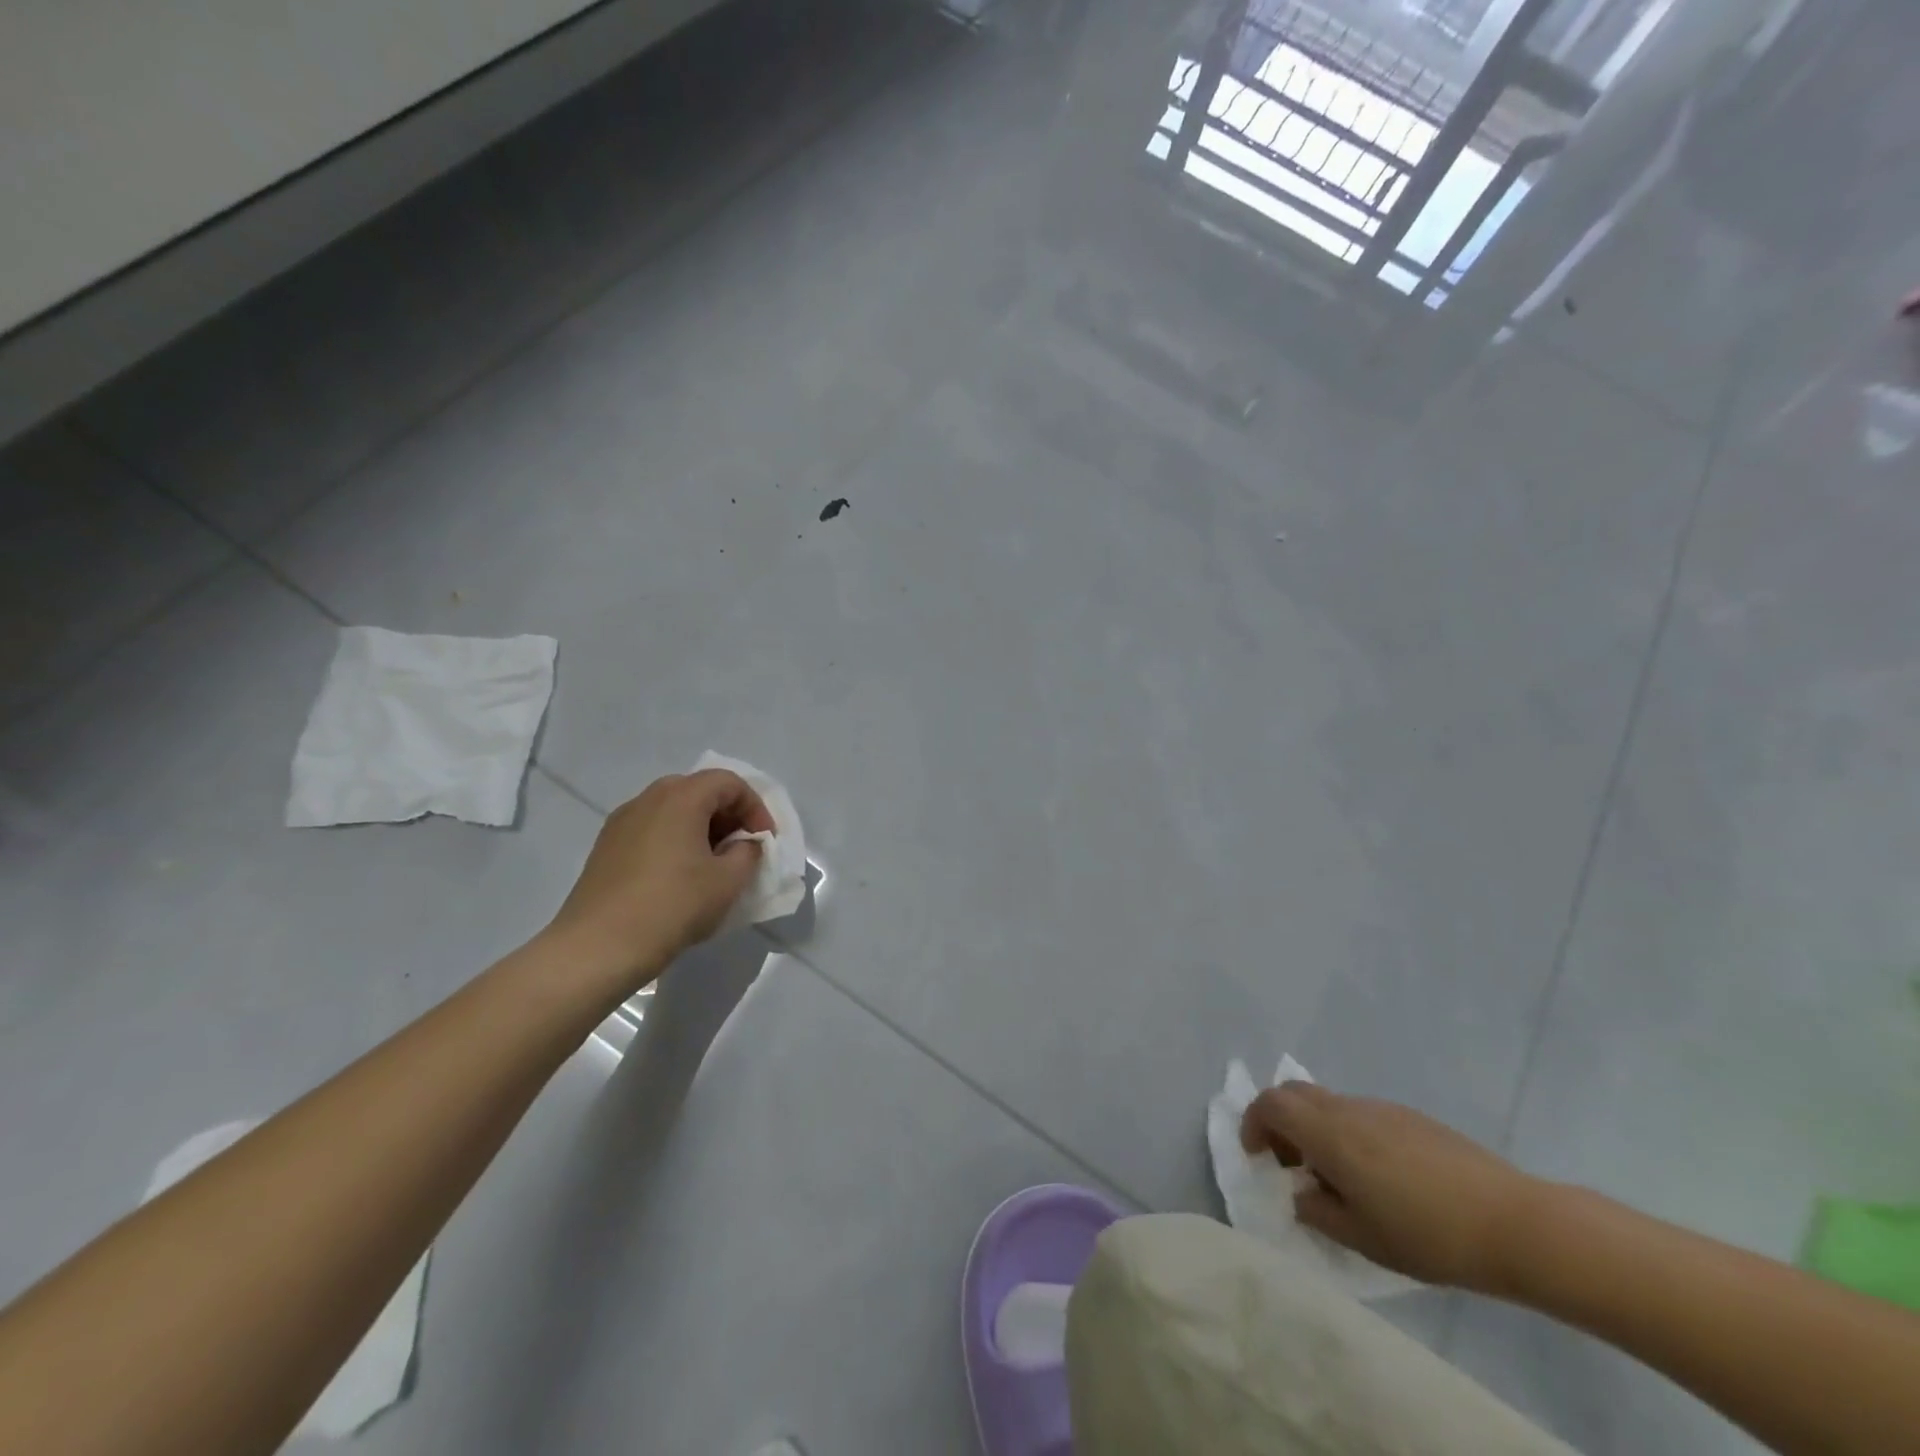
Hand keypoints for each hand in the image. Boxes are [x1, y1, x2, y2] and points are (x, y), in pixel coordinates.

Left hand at [541, 770, 775, 991]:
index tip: (765, 841)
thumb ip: (748, 853)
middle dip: (728, 815)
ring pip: (673, 810)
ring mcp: (622, 822)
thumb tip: (745, 844)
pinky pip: (652, 829)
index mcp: (681, 797)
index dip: (755, 807)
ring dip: (701, 828)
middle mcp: (648, 799)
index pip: (729, 782)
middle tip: (742, 847)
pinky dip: (675, 840)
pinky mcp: (606, 847)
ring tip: (714, 864)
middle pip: (699, 790)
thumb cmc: (673, 906)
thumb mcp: (728, 880)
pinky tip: (681, 876)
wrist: (598, 947)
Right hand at [1240, 1082, 1539, 1292]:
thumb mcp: (1362, 1238)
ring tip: (1336, 1177)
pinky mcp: (1410, 1117)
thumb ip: (1319, 1211)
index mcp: (1329, 1133)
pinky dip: (1347, 1133)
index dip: (1254, 1123)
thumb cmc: (1428, 1235)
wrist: (1513, 1223)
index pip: (1271, 1104)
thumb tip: (1303, 1193)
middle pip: (1294, 1092)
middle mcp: (1348, 1109)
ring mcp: (1381, 1108)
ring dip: (1315, 1128)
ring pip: (1328, 1103)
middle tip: (1288, 1162)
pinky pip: (1360, 1114)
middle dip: (1279, 1119)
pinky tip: (1378, 1176)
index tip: (1257, 1155)